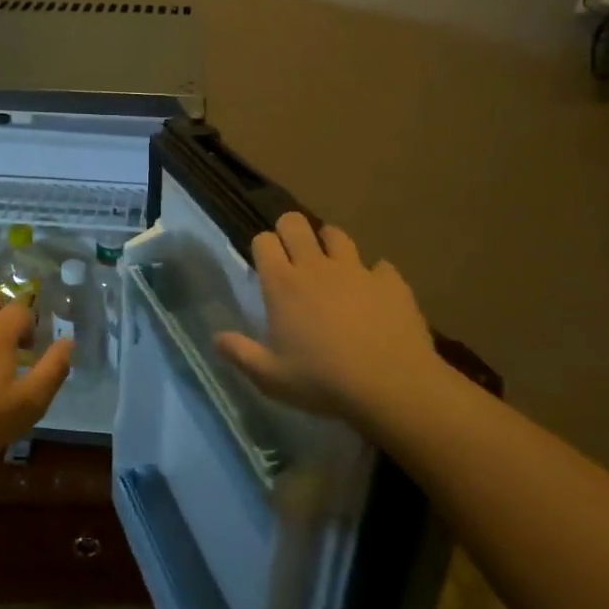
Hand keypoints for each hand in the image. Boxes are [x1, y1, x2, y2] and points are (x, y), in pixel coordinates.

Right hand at [216, 213, 455, 433]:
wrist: (392, 385)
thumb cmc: (323, 381)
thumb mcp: (271, 377)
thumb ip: (240, 354)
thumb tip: (216, 338)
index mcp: (283, 284)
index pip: (263, 240)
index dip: (262, 247)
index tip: (266, 265)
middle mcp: (316, 267)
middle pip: (295, 223)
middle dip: (289, 230)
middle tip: (293, 255)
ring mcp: (356, 270)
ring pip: (336, 234)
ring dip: (329, 245)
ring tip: (331, 267)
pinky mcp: (390, 281)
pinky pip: (379, 266)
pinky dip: (373, 276)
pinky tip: (374, 295)